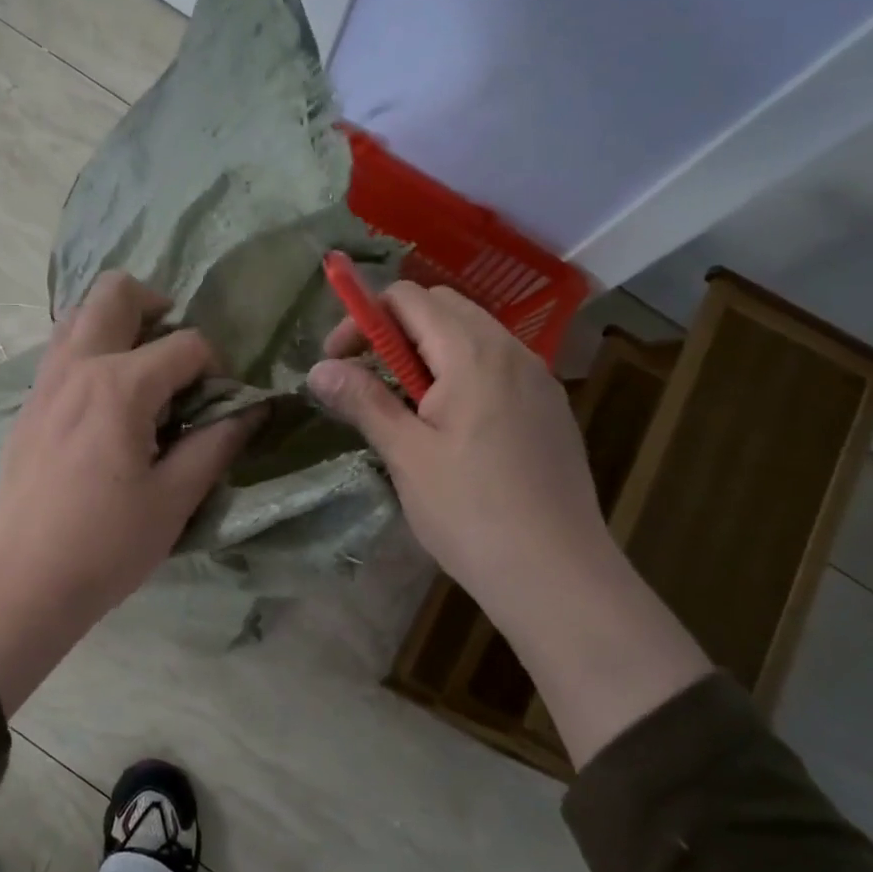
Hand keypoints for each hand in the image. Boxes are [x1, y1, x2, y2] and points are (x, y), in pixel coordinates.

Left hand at [0, 272, 262, 712]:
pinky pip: (60, 351)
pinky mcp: (27, 407)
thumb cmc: (106, 546)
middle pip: (115, 293)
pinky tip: (107, 402)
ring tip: (143, 371)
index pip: (185, 344)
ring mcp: (44, 383)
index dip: (216, 366)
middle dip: (157, 305)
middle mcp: (76, 367)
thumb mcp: (174, 499)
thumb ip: (216, 444)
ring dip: (117, 324)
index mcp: (119, 385)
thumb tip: (251, 410)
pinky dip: (89, 351)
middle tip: (178, 354)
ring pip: (78, 315)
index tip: (223, 403)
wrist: (21, 584)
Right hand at [310, 283, 711, 765]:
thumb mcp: (406, 454)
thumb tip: (317, 370)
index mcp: (473, 353)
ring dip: (426, 353)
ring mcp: (537, 379)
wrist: (555, 572)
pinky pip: (496, 367)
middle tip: (363, 378)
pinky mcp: (548, 409)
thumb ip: (363, 401)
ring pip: (472, 337)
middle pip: (442, 308)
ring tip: (400, 405)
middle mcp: (512, 351)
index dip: (363, 318)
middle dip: (393, 330)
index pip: (409, 298)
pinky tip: (446, 426)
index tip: (336, 361)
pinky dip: (459, 374)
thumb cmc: (469, 511)